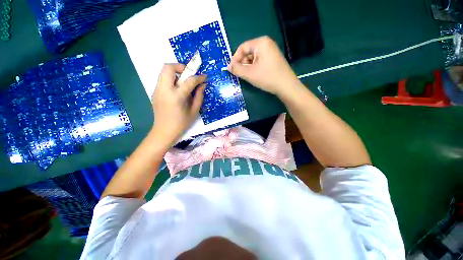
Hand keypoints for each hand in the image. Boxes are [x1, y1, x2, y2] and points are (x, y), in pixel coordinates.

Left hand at [151, 64, 205, 143]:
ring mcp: (157, 90)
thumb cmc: (182, 123)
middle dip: (180, 67)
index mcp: (176, 96)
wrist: (164, 131)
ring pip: (164, 72)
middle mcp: (164, 90)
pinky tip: (177, 90)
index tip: (204, 77)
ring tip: (184, 82)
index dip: (199, 77)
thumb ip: (199, 96)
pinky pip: (163, 80)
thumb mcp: (194, 111)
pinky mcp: (154, 92)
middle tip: (189, 74)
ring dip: (175, 73)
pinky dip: (171, 80)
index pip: (189, 80)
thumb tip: (203, 85)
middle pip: (168, 67)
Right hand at [227, 36, 299, 95]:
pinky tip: (255, 75)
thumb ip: (236, 69)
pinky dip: (254, 67)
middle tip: (240, 74)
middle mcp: (266, 43)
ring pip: (253, 57)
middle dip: (242, 63)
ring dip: (248, 66)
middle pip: (248, 52)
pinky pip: (259, 60)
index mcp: (261, 43)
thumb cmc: (267, 78)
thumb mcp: (249, 74)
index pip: (242, 48)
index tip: (231, 69)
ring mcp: (271, 51)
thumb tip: (228, 66)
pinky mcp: (273, 58)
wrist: (286, 86)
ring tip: (248, 76)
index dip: (235, 59)